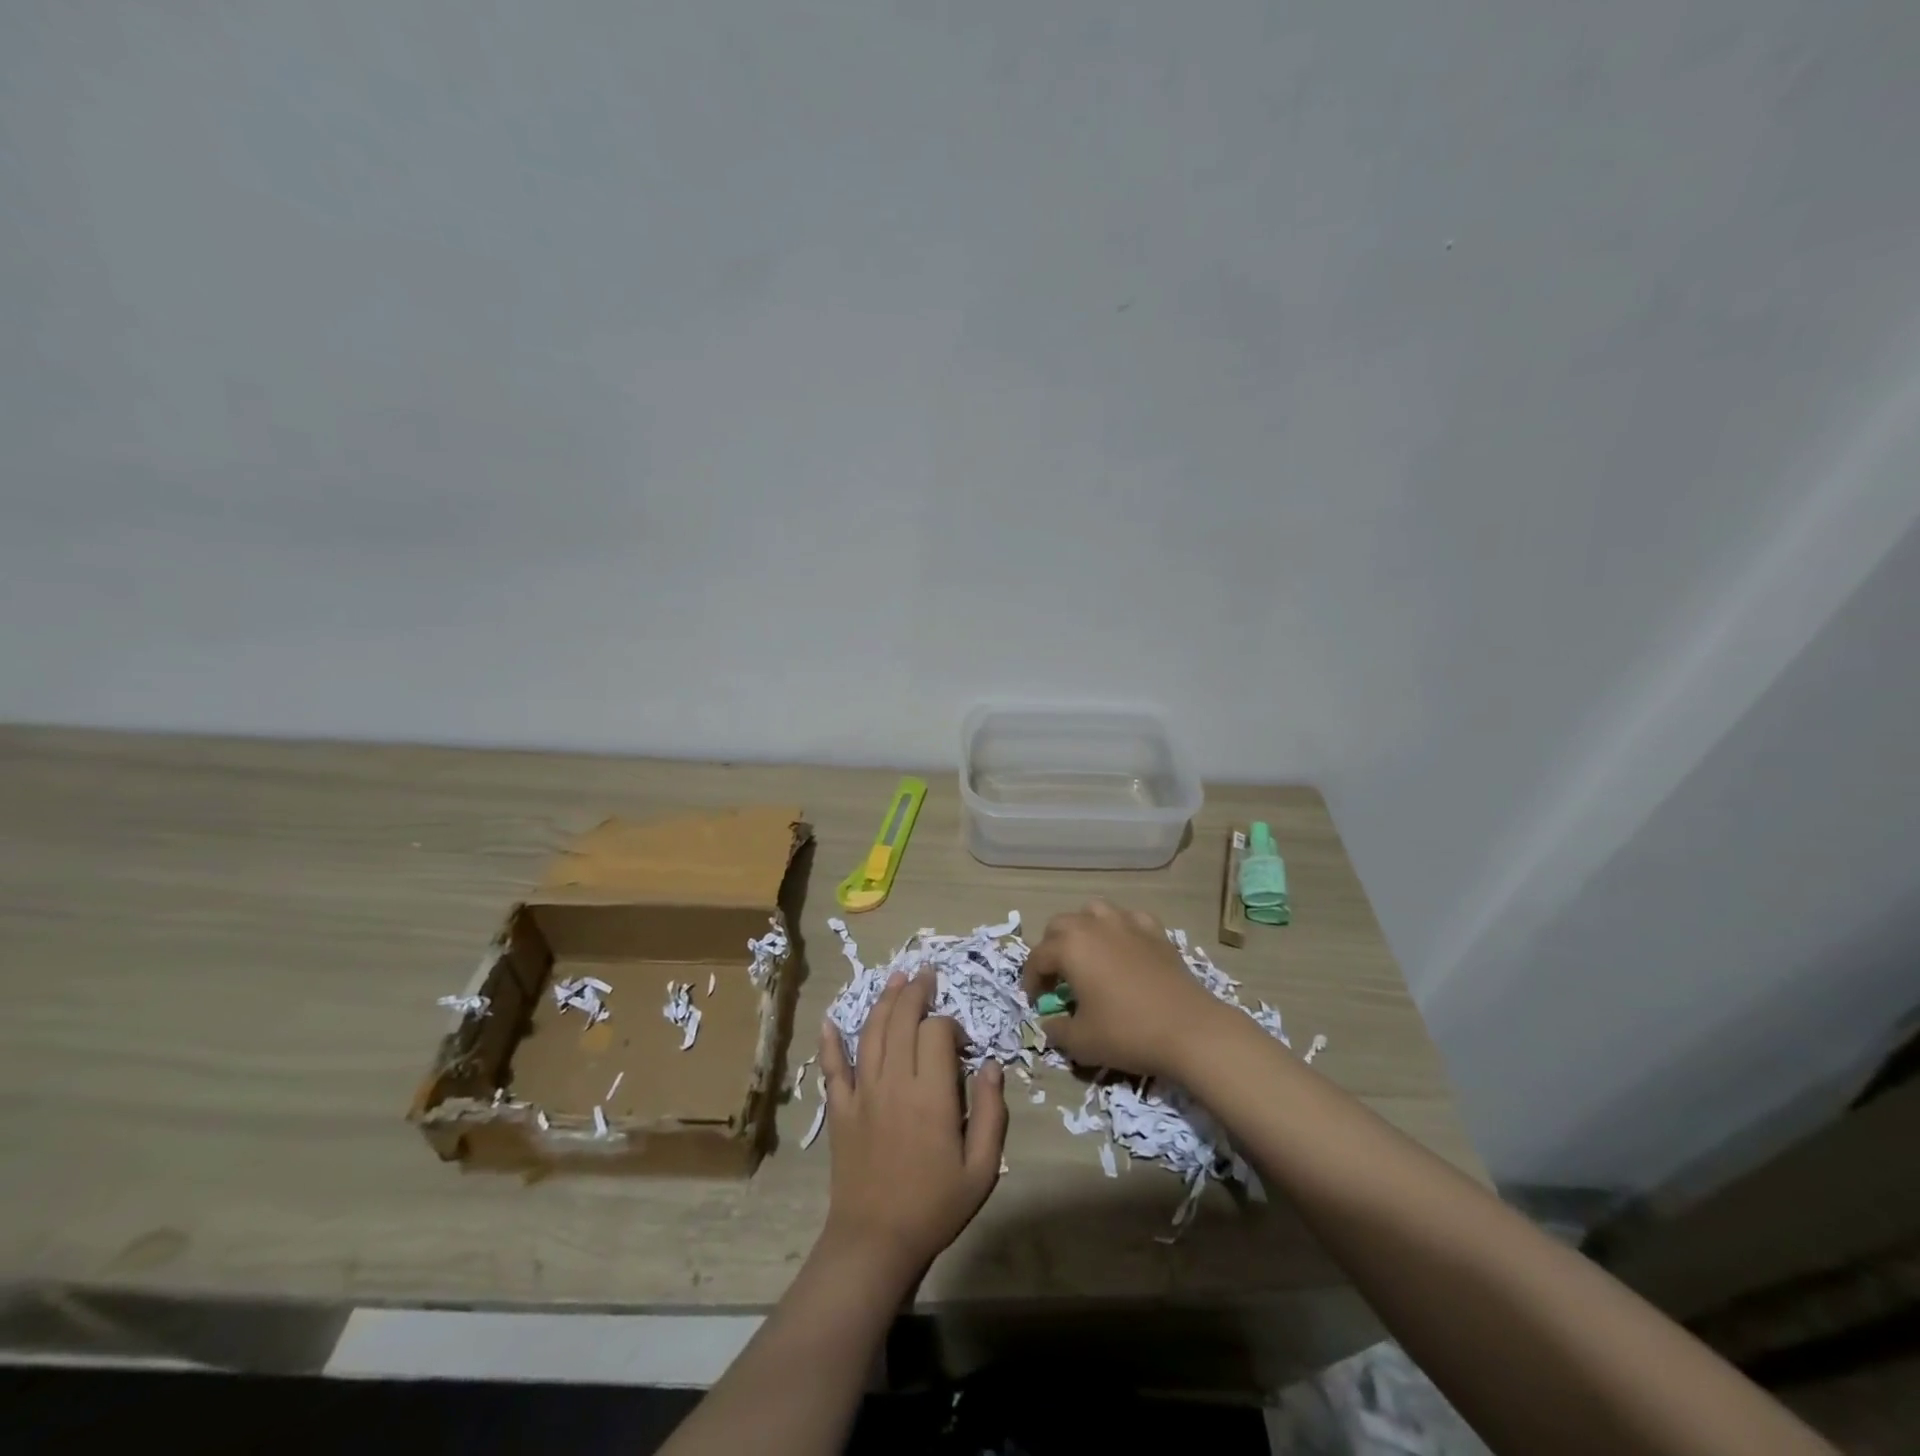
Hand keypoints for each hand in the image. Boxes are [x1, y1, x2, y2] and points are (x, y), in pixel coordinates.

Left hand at [817, 972, 1007, 1279]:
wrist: (875, 1241)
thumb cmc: (935, 1205)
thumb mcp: (982, 1168)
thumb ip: (993, 1113)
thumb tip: (992, 1066)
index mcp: (931, 1094)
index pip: (937, 1033)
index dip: (951, 1025)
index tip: (961, 1041)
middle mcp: (894, 1082)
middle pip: (901, 1020)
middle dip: (916, 992)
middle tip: (926, 974)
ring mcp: (862, 1092)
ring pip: (870, 1032)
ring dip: (883, 1001)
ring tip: (895, 978)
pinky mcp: (840, 1108)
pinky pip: (832, 1067)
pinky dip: (830, 1041)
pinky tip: (830, 1020)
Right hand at [1023, 899, 1232, 1078]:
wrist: (1190, 1030)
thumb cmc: (1128, 1033)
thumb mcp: (1081, 1042)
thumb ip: (1057, 1031)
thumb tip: (1050, 1024)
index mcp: (1070, 947)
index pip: (1037, 957)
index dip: (1031, 980)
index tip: (1036, 1002)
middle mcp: (1094, 925)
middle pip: (1060, 925)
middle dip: (1052, 949)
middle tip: (1057, 978)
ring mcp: (1127, 923)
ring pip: (1093, 911)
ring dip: (1083, 929)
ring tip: (1087, 955)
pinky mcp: (1155, 931)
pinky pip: (1128, 919)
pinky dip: (1120, 929)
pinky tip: (1124, 948)